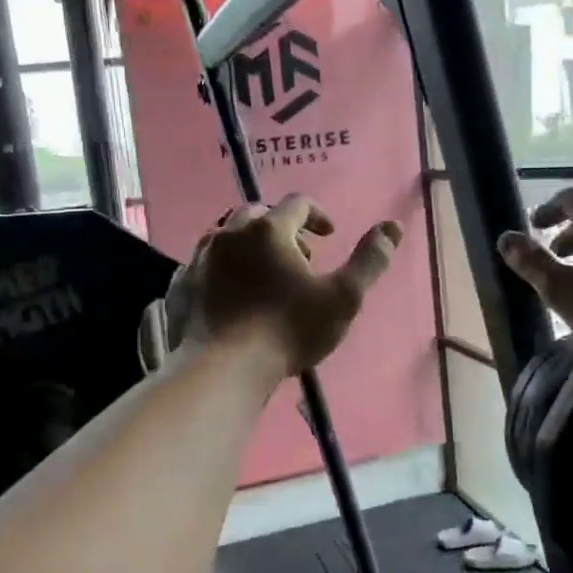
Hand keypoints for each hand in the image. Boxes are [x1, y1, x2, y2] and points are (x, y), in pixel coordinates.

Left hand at [151, 196, 400, 379]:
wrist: (223, 369)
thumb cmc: (288, 330)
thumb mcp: (343, 298)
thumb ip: (370, 260)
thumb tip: (392, 226)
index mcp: (269, 230)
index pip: (297, 203)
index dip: (317, 214)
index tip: (328, 235)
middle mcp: (230, 234)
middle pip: (257, 214)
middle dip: (281, 228)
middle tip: (298, 257)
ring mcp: (199, 258)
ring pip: (225, 236)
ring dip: (248, 246)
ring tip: (263, 274)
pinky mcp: (180, 286)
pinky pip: (202, 265)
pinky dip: (220, 270)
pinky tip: (229, 294)